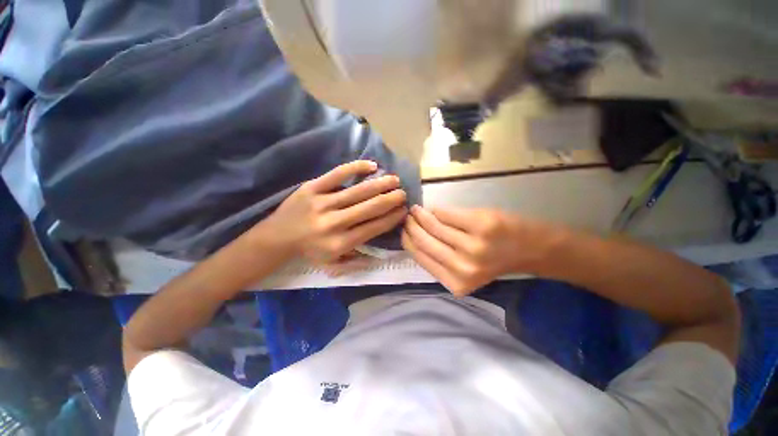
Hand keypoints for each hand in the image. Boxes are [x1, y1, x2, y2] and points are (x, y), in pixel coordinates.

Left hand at [262, 161, 407, 264]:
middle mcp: (334, 223)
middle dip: (391, 199)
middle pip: (370, 208)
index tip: (403, 211)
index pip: (374, 227)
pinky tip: (371, 165)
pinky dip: (356, 167)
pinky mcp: (312, 187)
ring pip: (358, 191)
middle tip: (403, 194)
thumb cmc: (309, 251)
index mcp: (340, 243)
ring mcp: (323, 202)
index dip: (392, 218)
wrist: (277, 238)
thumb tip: (380, 248)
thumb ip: (357, 258)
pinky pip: (337, 174)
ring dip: (380, 184)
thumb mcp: (333, 263)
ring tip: (395, 180)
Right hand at [402, 206, 556, 295]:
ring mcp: (473, 245)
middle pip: (424, 241)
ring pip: (434, 225)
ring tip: (417, 210)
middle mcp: (462, 267)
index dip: (408, 241)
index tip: (403, 231)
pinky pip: (447, 214)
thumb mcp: (464, 270)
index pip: (421, 257)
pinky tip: (433, 209)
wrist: (531, 249)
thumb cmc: (495, 260)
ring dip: (421, 215)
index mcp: (456, 282)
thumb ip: (439, 259)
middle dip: (411, 226)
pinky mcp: (481, 225)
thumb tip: (414, 237)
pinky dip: (438, 210)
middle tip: (408, 217)